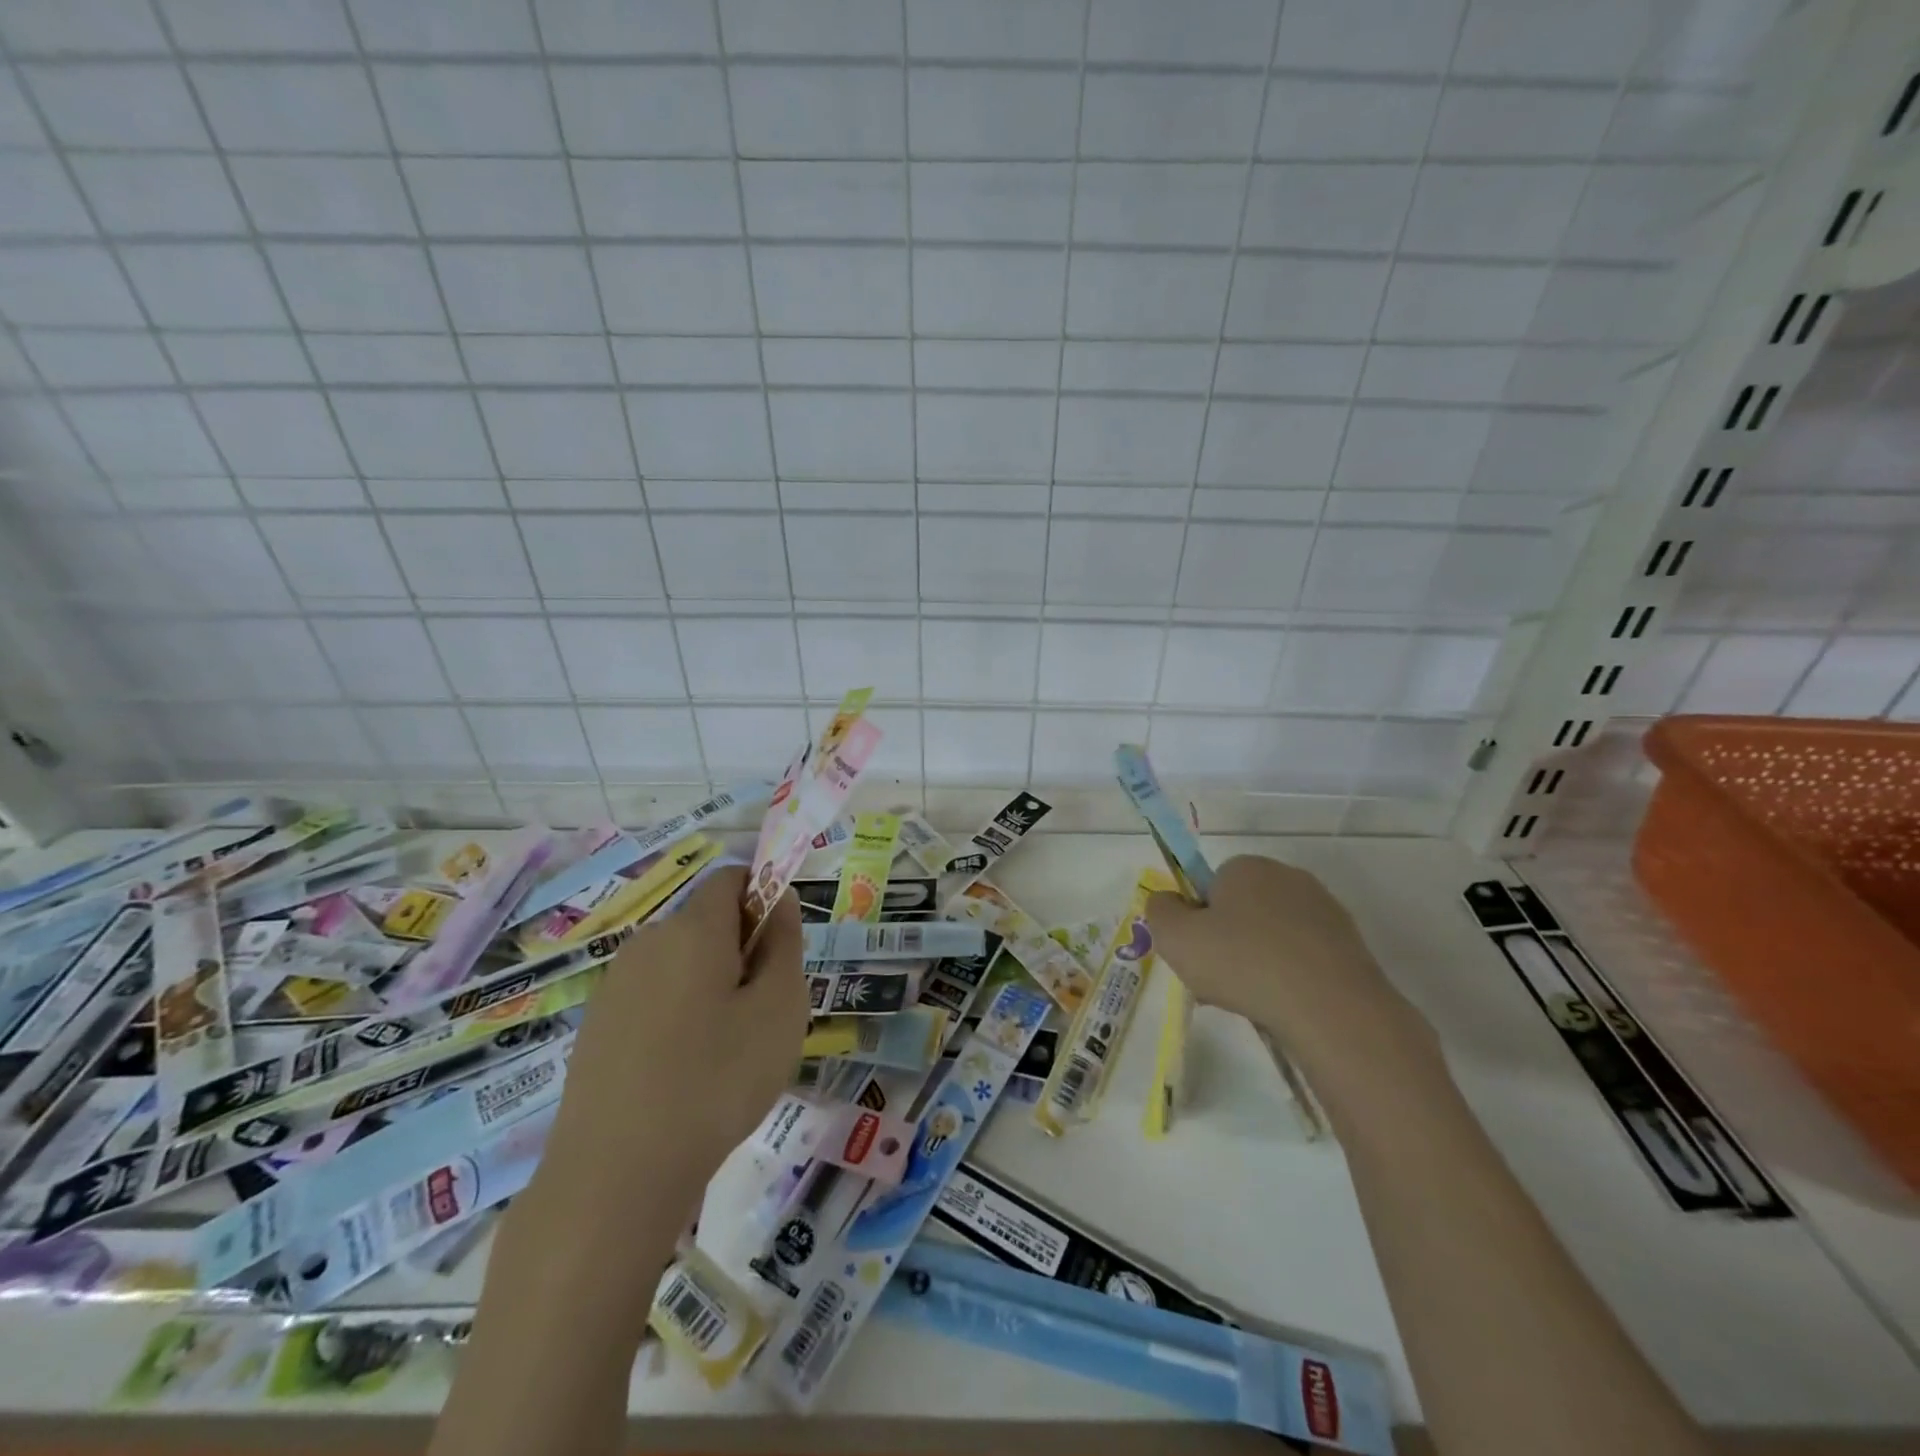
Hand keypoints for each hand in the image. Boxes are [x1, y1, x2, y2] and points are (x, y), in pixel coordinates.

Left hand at [538, 865, 808, 1210]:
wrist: (615, 1175)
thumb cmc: (717, 1080)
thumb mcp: (780, 1008)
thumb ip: (784, 943)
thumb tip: (778, 900)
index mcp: (692, 928)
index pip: (731, 879)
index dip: (762, 897)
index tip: (779, 950)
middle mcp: (647, 942)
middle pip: (705, 922)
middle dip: (740, 949)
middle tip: (762, 1011)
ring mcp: (615, 986)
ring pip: (680, 963)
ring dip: (710, 985)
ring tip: (726, 1050)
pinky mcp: (596, 1027)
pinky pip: (652, 998)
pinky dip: (677, 1015)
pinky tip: (684, 1073)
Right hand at [1146, 856, 1426, 1086]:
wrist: (1331, 1009)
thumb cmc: (1243, 963)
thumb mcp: (1174, 937)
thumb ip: (1159, 911)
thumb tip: (1167, 900)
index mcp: (1246, 866)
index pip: (1211, 885)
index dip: (1199, 919)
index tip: (1197, 953)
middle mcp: (1288, 877)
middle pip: (1243, 909)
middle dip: (1228, 941)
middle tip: (1218, 980)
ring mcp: (1325, 910)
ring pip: (1274, 935)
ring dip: (1259, 961)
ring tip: (1251, 1001)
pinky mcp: (1350, 945)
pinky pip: (1304, 957)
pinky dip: (1291, 977)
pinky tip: (1285, 1005)